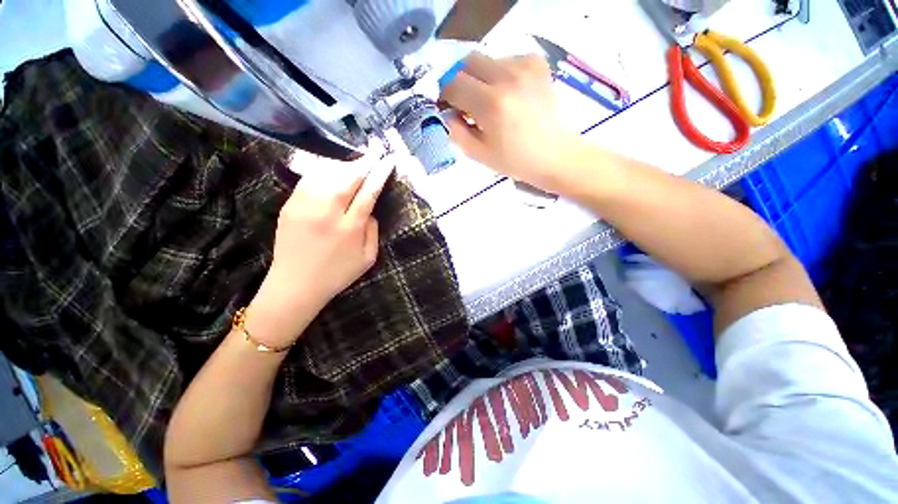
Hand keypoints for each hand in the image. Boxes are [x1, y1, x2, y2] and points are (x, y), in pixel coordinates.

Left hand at [247, 155, 393, 347]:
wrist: (295, 286)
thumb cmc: (337, 275)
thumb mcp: (368, 259)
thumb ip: (373, 232)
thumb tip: (370, 211)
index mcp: (350, 228)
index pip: (368, 193)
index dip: (379, 174)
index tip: (387, 161)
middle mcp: (328, 213)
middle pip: (348, 178)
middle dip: (364, 162)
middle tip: (374, 150)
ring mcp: (305, 207)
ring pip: (326, 175)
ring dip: (343, 164)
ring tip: (355, 159)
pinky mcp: (289, 207)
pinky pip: (308, 180)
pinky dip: (322, 171)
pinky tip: (331, 169)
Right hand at [440, 53, 585, 192]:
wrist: (553, 156)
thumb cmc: (514, 161)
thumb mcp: (478, 154)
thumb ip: (456, 131)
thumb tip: (447, 112)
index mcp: (491, 104)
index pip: (453, 84)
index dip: (446, 95)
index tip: (449, 107)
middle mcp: (507, 77)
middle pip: (468, 62)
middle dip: (461, 81)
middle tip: (467, 101)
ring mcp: (525, 67)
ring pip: (488, 60)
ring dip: (482, 79)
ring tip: (492, 101)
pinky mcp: (538, 64)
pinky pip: (508, 59)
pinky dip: (501, 74)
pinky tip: (509, 93)